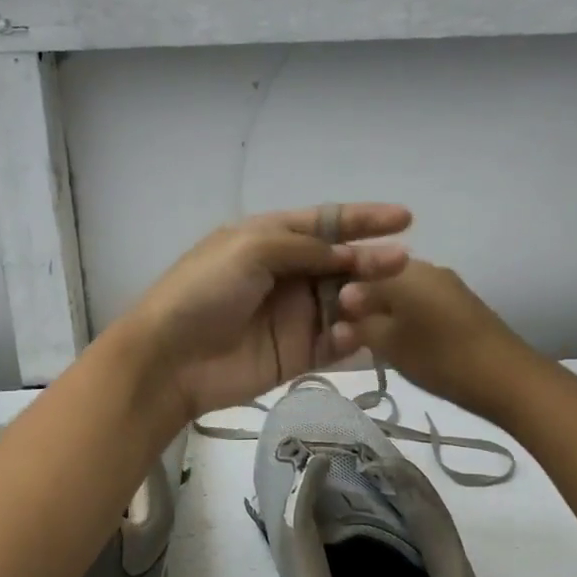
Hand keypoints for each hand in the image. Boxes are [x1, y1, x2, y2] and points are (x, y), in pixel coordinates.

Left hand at [119, 205, 411, 419]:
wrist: (171, 358)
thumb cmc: (204, 291)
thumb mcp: (249, 249)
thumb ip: (303, 247)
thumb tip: (348, 253)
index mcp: (270, 239)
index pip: (325, 223)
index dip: (363, 219)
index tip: (405, 218)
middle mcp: (287, 273)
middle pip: (341, 262)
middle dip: (371, 259)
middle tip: (402, 262)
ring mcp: (294, 315)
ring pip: (344, 301)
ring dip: (363, 298)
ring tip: (367, 300)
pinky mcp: (298, 353)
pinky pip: (335, 342)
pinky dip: (349, 336)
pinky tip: (353, 333)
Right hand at [327, 260, 538, 421]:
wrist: (509, 378)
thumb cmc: (441, 358)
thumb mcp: (390, 344)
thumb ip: (360, 325)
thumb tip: (339, 311)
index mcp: (402, 271)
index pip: (355, 270)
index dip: (338, 294)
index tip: (329, 321)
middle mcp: (424, 268)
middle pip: (379, 278)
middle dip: (361, 303)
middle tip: (347, 334)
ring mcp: (445, 284)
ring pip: (401, 291)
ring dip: (384, 312)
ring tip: (372, 341)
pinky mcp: (460, 303)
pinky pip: (420, 301)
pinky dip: (405, 317)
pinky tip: (402, 341)